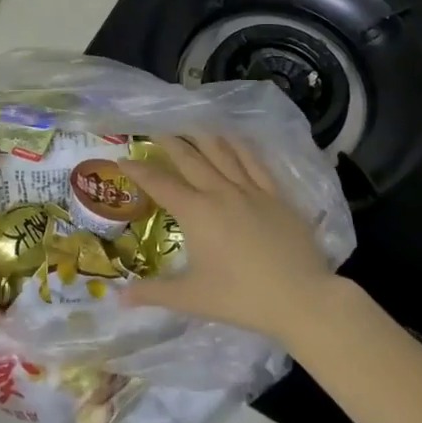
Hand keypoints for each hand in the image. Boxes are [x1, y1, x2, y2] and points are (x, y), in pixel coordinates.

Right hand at [123, 134, 339, 345]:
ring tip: (190, 124)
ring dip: (202, 137)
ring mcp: (250, 190)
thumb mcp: (191, 298)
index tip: (124, 159)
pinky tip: (233, 138)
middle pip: (190, 158)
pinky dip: (240, 146)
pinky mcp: (276, 195)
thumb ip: (153, 293)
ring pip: (222, 153)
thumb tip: (119, 298)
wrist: (302, 298)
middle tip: (155, 129)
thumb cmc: (242, 298)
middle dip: (169, 142)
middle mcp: (220, 192)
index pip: (160, 184)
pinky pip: (254, 162)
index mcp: (196, 213)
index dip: (139, 170)